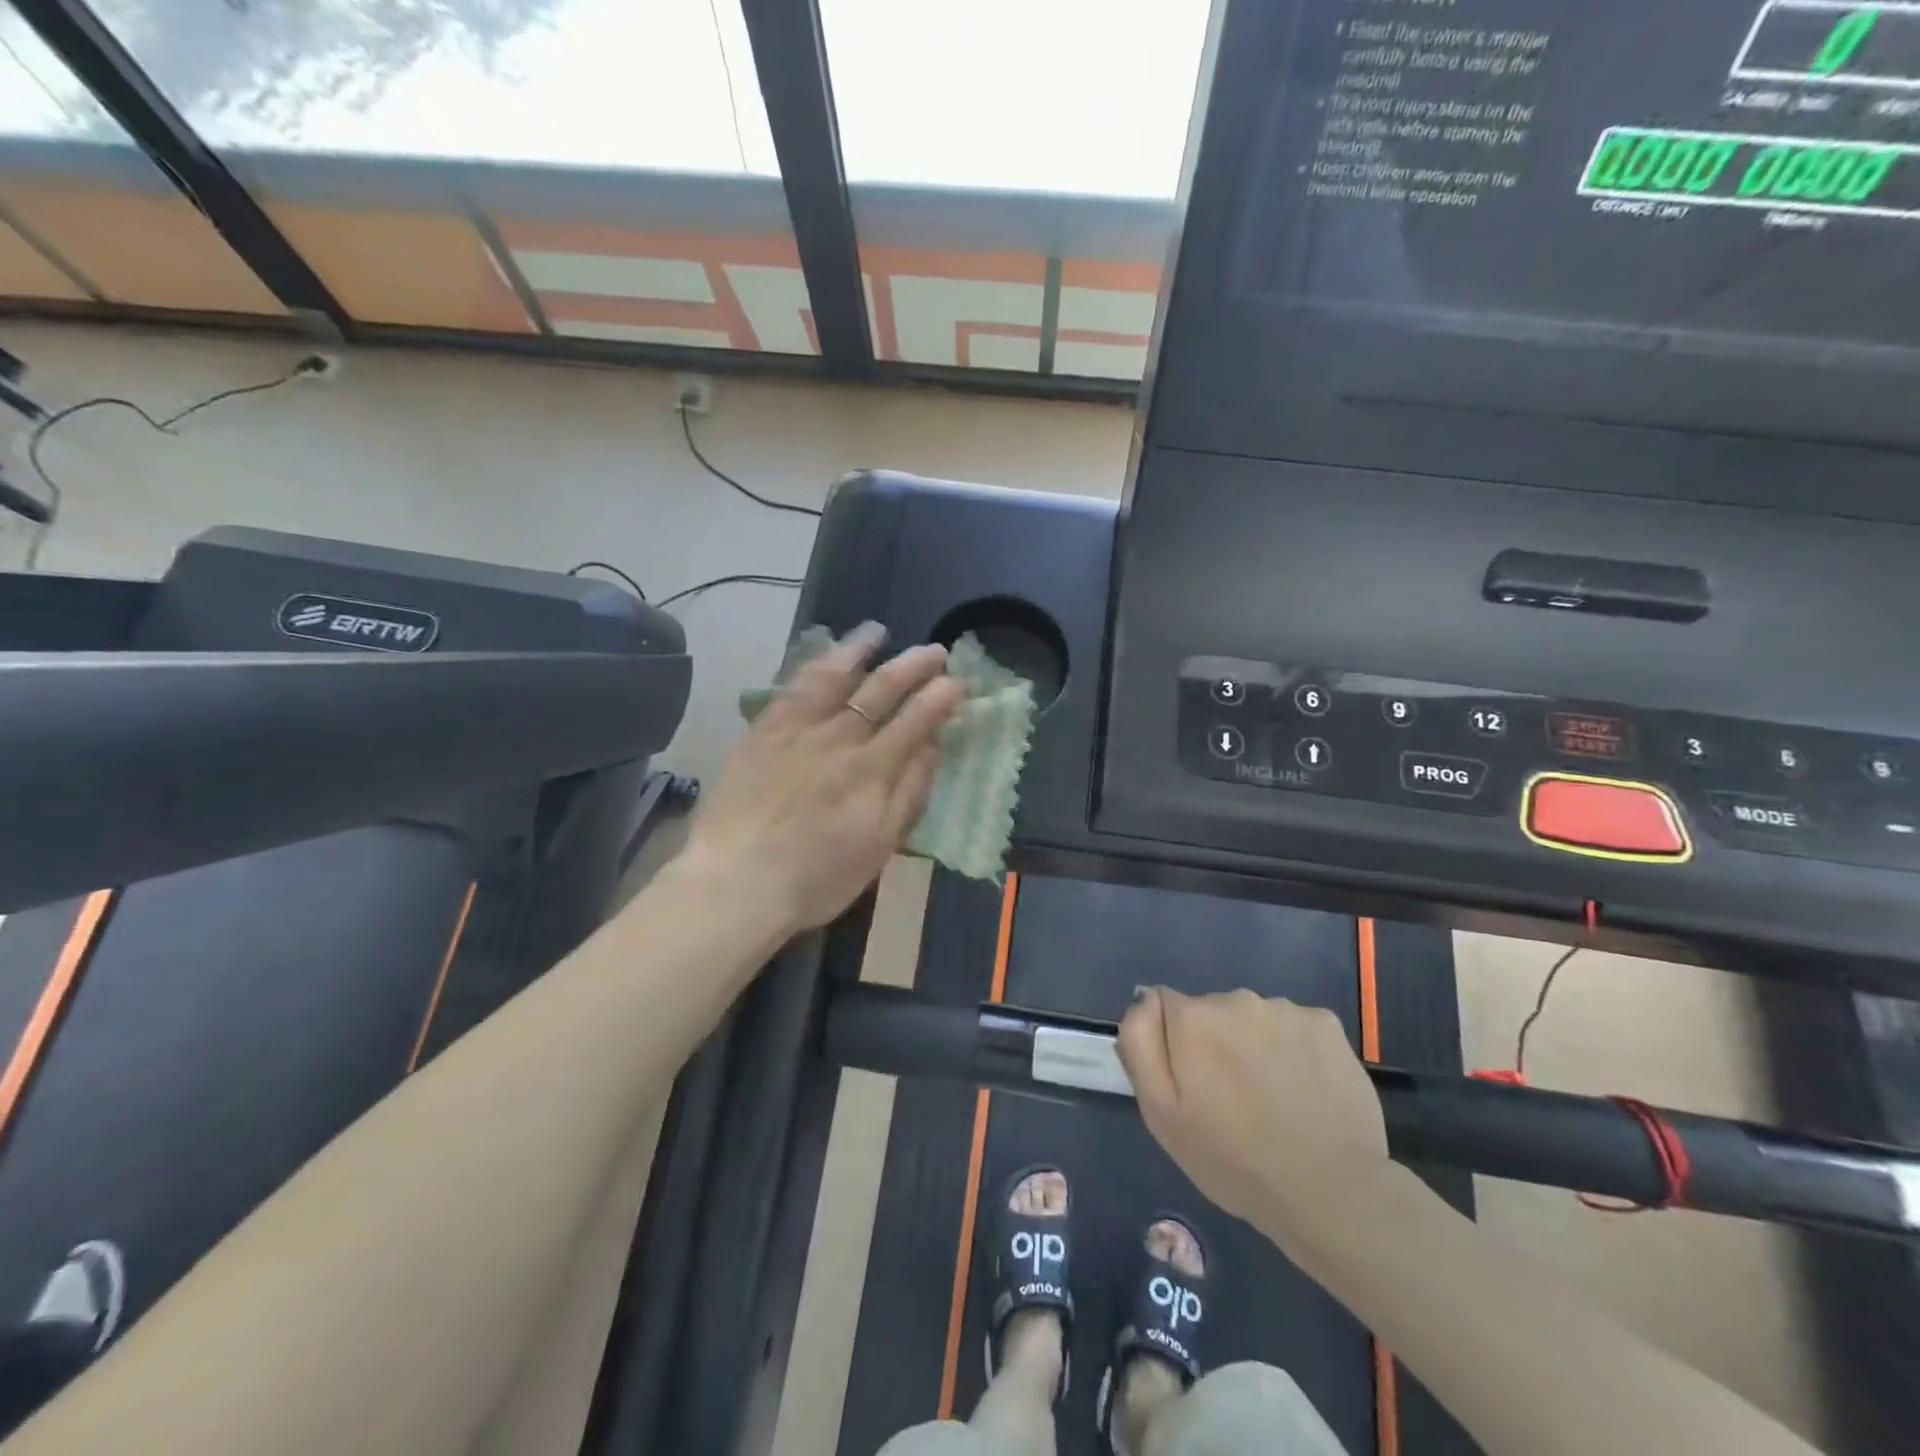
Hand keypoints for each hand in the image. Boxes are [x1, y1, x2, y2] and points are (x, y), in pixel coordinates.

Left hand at [685, 625, 966, 932]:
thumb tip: (931, 745)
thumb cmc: (817, 877)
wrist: (736, 884)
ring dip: (859, 651)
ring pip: (833, 678)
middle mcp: (838, 738)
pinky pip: (791, 689)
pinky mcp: (761, 733)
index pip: (916, 720)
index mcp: (872, 769)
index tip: (957, 682)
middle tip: (934, 651)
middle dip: (912, 666)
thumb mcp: (880, 845)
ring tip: (877, 633)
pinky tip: (823, 660)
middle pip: (881, 690)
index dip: (940, 698)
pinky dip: (812, 668)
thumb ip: (909, 791)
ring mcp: (796, 730)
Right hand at [1117, 988, 1389, 1233]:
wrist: (1331, 1194)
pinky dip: (1293, 1050)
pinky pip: (1293, 1027)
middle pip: (1210, 1011)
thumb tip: (1143, 1000)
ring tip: (1271, 1100)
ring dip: (1253, 1046)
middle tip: (1230, 1100)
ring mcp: (1286, 1009)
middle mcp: (1237, 998)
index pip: (1164, 1007)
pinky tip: (1303, 1090)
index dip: (1173, 1045)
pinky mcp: (1327, 1024)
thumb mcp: (1161, 1114)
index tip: (1192, 1085)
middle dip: (1214, 1044)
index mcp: (1193, 1017)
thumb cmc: (1233, 1160)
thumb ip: (1140, 1045)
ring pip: (1253, 1020)